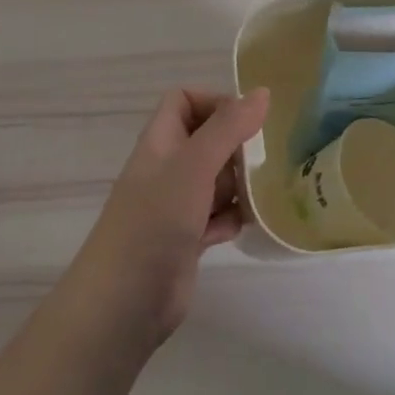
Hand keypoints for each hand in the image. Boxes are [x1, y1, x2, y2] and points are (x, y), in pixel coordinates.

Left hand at [63, 88, 269, 348]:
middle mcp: (168, 168)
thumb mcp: (193, 165)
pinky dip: (235, 217)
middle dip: (237, 144)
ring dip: (242, 183)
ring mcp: (177, 205)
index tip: (248, 120)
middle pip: (206, 139)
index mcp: (161, 141)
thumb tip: (263, 92)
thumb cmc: (154, 221)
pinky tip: (253, 224)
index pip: (184, 101)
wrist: (124, 302)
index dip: (214, 102)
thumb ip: (228, 128)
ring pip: (216, 179)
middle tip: (270, 157)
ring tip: (271, 188)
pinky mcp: (188, 239)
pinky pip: (218, 216)